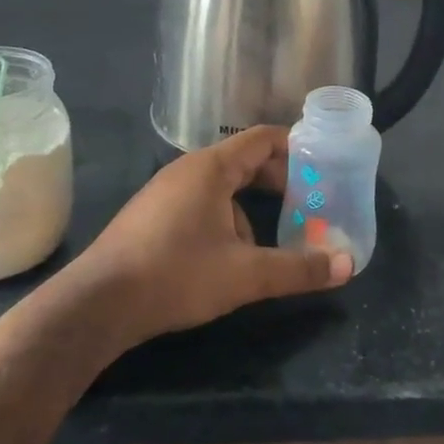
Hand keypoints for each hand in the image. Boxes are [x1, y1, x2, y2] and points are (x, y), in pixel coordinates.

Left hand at [74, 126, 352, 345]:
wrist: (97, 304)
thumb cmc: (176, 274)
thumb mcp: (245, 274)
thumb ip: (298, 268)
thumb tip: (347, 266)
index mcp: (211, 168)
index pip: (262, 139)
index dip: (295, 148)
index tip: (322, 166)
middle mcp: (188, 170)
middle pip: (244, 161)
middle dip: (278, 181)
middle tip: (309, 203)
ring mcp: (164, 191)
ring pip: (221, 186)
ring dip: (250, 206)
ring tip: (271, 239)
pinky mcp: (151, 215)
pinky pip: (200, 202)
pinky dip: (224, 217)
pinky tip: (227, 255)